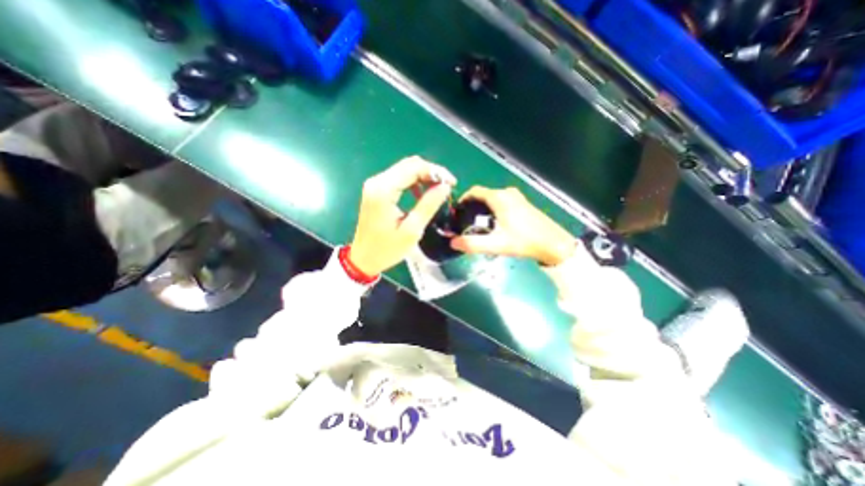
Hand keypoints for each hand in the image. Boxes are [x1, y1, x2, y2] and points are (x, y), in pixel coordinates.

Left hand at [351, 157, 458, 274]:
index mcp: (384, 190)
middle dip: (431, 172)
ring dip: (424, 176)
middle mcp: (377, 181)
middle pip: (409, 165)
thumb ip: (429, 205)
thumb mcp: (412, 230)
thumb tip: (445, 187)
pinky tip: (422, 194)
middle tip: (447, 187)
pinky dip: (414, 182)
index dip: (436, 172)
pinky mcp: (377, 189)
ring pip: (405, 169)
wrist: (364, 258)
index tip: (452, 183)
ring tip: (438, 190)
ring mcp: (375, 184)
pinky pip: (399, 178)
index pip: (413, 168)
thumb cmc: (387, 248)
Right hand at [454, 188, 572, 267]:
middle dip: (472, 206)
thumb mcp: (496, 244)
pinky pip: (502, 202)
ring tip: (476, 224)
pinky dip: (493, 209)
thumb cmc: (524, 241)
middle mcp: (507, 193)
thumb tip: (452, 243)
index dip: (463, 200)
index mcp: (499, 198)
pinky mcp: (523, 203)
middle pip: (483, 195)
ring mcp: (517, 197)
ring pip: (493, 199)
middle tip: (464, 222)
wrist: (553, 244)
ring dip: (482, 208)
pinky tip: (493, 224)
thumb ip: (472, 244)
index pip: (474, 191)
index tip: (456, 212)